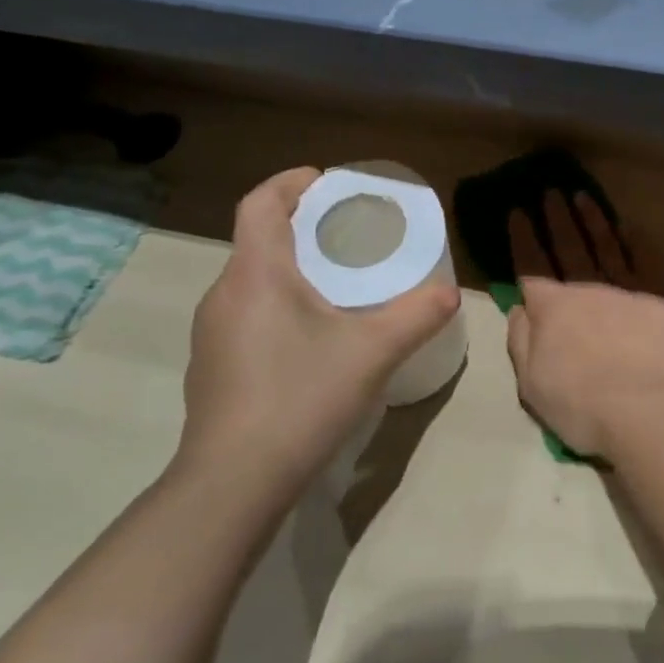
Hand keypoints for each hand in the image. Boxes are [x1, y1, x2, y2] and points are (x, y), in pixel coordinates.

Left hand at [179, 168, 459, 499]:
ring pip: (252, 279)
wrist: (234, 481)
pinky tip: (311, 338)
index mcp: (256, 273)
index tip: (326, 181)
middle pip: (258, 239)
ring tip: (336, 284)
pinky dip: (278, 304)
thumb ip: (418, 316)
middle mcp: (224, 293)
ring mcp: (212, 332)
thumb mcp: (374, 352)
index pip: (260, 202)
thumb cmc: (302, 397)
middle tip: (348, 235)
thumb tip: (451, 293)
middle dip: (301, 226)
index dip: (290, 182)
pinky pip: (247, 313)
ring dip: (290, 268)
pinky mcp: (212, 365)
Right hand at [505, 192, 663, 457]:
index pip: (530, 265)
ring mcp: (625, 291)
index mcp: (552, 308)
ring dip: (593, 220)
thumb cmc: (580, 405)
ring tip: (583, 197)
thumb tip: (520, 306)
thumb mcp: (531, 382)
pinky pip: (645, 264)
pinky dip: (636, 243)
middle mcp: (587, 289)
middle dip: (556, 219)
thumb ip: (521, 339)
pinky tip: (630, 227)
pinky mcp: (659, 301)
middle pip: (568, 248)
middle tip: (550, 192)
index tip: (517, 212)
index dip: (522, 238)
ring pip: (606, 247)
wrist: (646, 412)